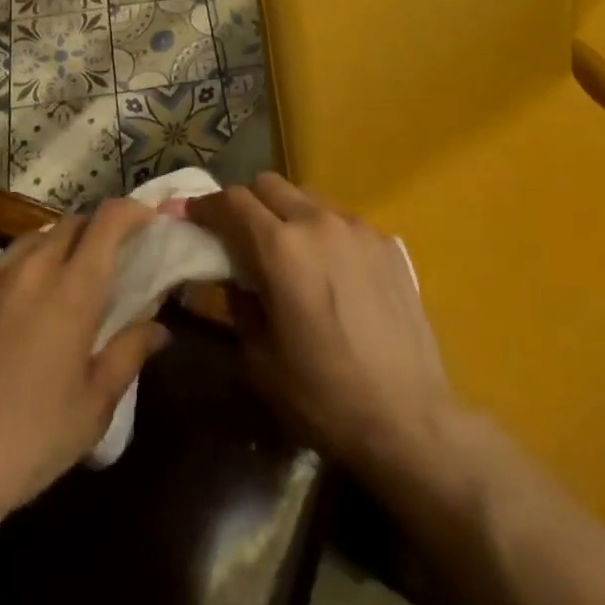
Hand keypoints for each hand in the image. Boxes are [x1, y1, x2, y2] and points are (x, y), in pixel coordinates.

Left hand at [0, 199, 170, 526]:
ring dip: (51, 250)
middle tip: (103, 261)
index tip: (144, 220)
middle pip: (70, 223)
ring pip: (29, 241)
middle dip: (93, 231)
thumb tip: (159, 327)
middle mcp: (30, 267)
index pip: (108, 220)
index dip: (131, 210)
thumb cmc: (31, 439)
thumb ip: (129, 353)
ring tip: (54, 285)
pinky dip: (12, 274)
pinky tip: (7, 310)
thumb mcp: (94, 406)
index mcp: (73, 288)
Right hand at [189, 173, 460, 490]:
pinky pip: (343, 222)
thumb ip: (240, 305)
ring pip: (308, 198)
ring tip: (291, 254)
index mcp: (280, 248)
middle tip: (240, 235)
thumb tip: (235, 278)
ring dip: (288, 215)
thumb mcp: (260, 359)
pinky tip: (334, 274)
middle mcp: (318, 222)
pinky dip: (325, 234)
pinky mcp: (387, 243)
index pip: (232, 201)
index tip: (195, 218)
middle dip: (246, 203)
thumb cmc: (324, 396)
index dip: (206, 206)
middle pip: (269, 184)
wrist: (409, 420)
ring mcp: (358, 228)